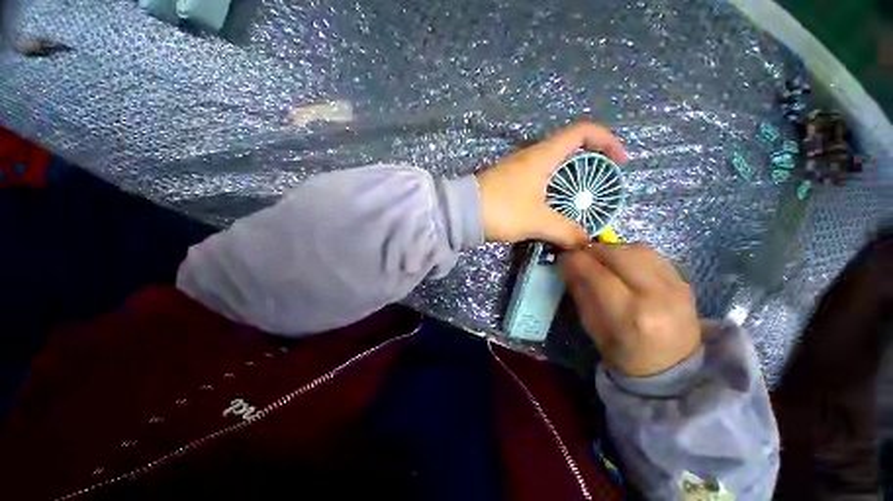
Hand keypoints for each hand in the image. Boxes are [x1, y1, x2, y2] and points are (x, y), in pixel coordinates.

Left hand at [476, 121, 626, 246]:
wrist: (462, 215)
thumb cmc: (501, 209)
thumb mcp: (536, 220)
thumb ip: (565, 231)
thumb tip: (585, 242)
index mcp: (542, 155)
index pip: (582, 132)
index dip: (607, 141)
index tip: (619, 163)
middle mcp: (532, 157)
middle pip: (570, 151)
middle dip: (590, 167)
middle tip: (599, 191)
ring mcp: (519, 171)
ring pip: (554, 170)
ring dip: (570, 184)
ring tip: (580, 205)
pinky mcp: (510, 185)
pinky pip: (540, 183)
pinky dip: (553, 193)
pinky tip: (556, 211)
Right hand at [560, 243, 700, 376]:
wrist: (675, 368)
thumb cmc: (624, 353)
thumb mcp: (592, 327)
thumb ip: (580, 291)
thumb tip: (567, 264)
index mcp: (629, 315)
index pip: (596, 274)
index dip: (575, 260)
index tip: (563, 256)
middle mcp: (656, 296)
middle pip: (618, 255)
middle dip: (592, 250)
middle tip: (580, 254)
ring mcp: (675, 287)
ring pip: (636, 249)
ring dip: (611, 249)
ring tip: (600, 258)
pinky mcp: (684, 281)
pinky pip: (652, 255)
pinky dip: (630, 253)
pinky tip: (622, 262)